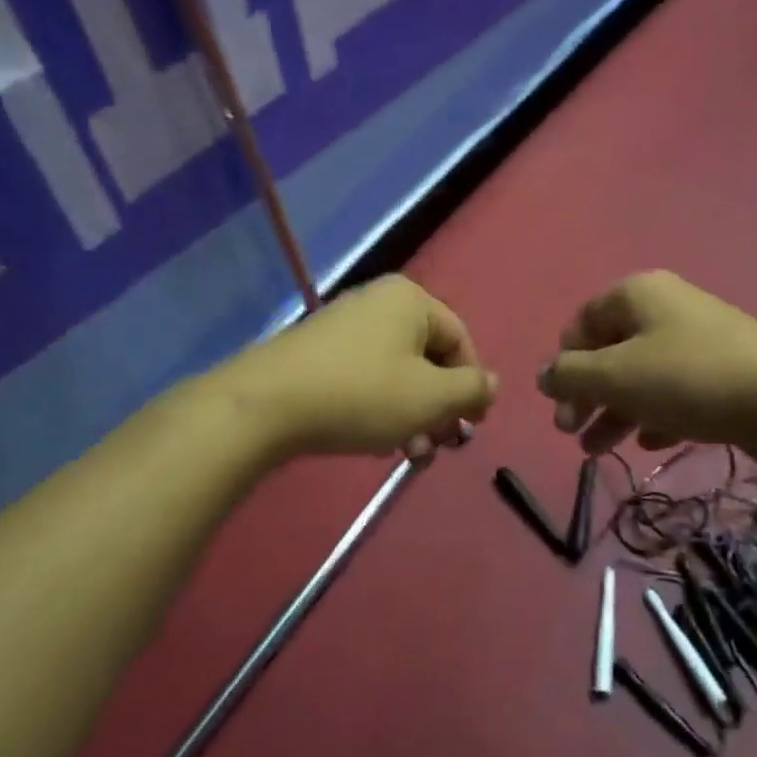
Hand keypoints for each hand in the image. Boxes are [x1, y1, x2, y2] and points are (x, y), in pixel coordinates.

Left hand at [226, 275, 496, 462]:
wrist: (265, 405)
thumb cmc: (361, 394)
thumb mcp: (430, 397)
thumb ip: (471, 390)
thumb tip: (491, 384)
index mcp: (410, 300)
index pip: (460, 340)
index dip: (472, 385)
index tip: (472, 426)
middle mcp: (379, 304)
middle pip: (428, 359)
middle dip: (439, 408)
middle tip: (440, 447)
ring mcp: (345, 327)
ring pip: (398, 374)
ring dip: (413, 417)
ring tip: (410, 455)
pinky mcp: (319, 354)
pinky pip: (367, 378)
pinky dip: (382, 410)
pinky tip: (378, 443)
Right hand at [538, 271, 756, 454]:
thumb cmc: (688, 379)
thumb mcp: (616, 376)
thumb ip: (570, 375)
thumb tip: (543, 375)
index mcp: (637, 294)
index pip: (582, 323)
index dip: (564, 363)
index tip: (558, 404)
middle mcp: (666, 308)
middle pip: (610, 351)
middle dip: (587, 395)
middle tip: (572, 433)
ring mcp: (698, 339)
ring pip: (641, 375)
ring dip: (615, 412)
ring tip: (598, 451)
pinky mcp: (723, 371)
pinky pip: (675, 391)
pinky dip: (656, 415)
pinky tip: (652, 444)